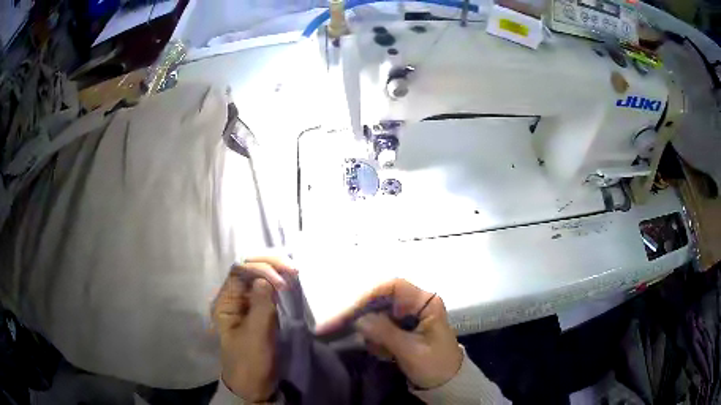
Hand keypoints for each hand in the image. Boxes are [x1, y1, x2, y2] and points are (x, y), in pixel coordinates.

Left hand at [212, 257, 296, 401]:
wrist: (254, 385)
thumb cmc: (251, 361)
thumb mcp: (256, 335)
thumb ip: (261, 305)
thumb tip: (266, 279)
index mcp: (225, 302)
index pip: (239, 271)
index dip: (260, 268)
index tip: (282, 280)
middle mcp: (233, 298)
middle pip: (248, 269)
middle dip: (269, 264)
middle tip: (293, 268)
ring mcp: (246, 304)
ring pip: (258, 277)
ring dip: (275, 270)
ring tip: (293, 270)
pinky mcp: (257, 311)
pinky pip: (266, 290)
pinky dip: (278, 282)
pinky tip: (289, 281)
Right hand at [316, 279, 462, 389]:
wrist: (446, 382)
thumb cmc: (435, 364)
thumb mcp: (411, 351)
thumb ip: (386, 333)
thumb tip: (359, 319)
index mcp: (425, 303)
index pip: (393, 287)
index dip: (370, 295)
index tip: (351, 312)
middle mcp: (415, 304)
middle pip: (381, 300)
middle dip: (361, 316)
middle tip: (333, 327)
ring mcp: (408, 316)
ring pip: (377, 314)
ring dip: (370, 332)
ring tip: (378, 351)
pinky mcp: (402, 328)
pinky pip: (380, 327)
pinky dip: (376, 340)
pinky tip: (384, 354)